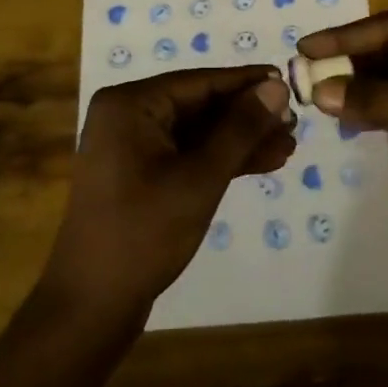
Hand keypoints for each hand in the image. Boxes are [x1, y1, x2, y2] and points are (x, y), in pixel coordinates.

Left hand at [43, 67, 294, 318]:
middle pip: (199, 105)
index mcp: (130, 104)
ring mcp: (132, 147)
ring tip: (288, 145)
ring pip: (197, 132)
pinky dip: (221, 160)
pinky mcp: (140, 175)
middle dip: (247, 116)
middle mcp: (127, 115)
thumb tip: (277, 86)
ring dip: (240, 140)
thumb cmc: (144, 233)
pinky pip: (187, 154)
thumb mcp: (200, 177)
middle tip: (295, 121)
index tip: (289, 80)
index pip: (200, 82)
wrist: (92, 305)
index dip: (247, 83)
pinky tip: (263, 163)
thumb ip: (240, 129)